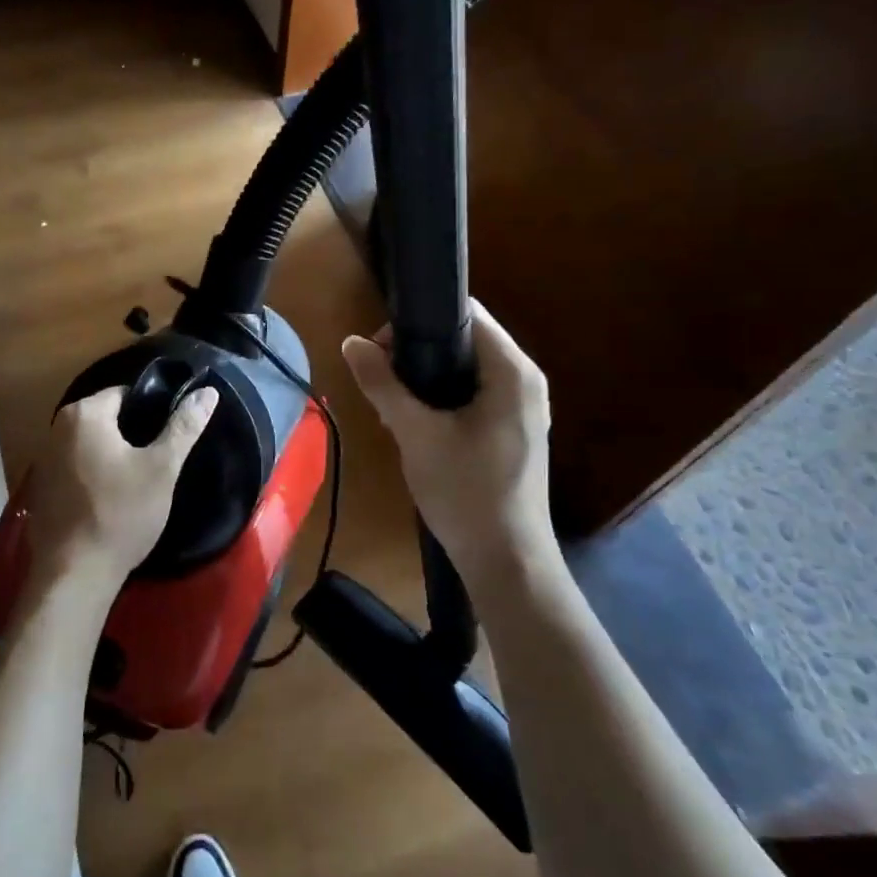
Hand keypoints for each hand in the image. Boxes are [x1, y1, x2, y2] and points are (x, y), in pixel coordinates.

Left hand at [25, 385, 218, 604]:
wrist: (75, 574)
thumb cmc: (121, 514)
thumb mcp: (161, 468)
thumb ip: (184, 426)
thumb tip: (208, 391)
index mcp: (84, 414)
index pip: (126, 394)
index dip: (152, 411)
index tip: (170, 435)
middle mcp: (57, 428)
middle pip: (107, 418)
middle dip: (133, 434)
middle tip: (159, 460)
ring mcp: (44, 459)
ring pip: (92, 444)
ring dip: (114, 455)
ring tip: (140, 479)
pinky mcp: (42, 488)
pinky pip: (76, 467)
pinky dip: (95, 474)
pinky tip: (113, 498)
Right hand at [342, 301, 564, 600]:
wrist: (505, 562)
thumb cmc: (465, 492)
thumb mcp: (416, 434)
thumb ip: (383, 384)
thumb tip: (350, 342)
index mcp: (513, 371)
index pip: (468, 315)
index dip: (419, 321)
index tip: (381, 347)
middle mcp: (526, 380)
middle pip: (467, 340)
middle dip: (420, 350)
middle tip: (381, 377)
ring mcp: (523, 407)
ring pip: (468, 369)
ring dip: (428, 376)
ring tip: (392, 400)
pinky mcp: (514, 430)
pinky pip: (475, 394)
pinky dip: (444, 397)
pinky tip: (417, 421)